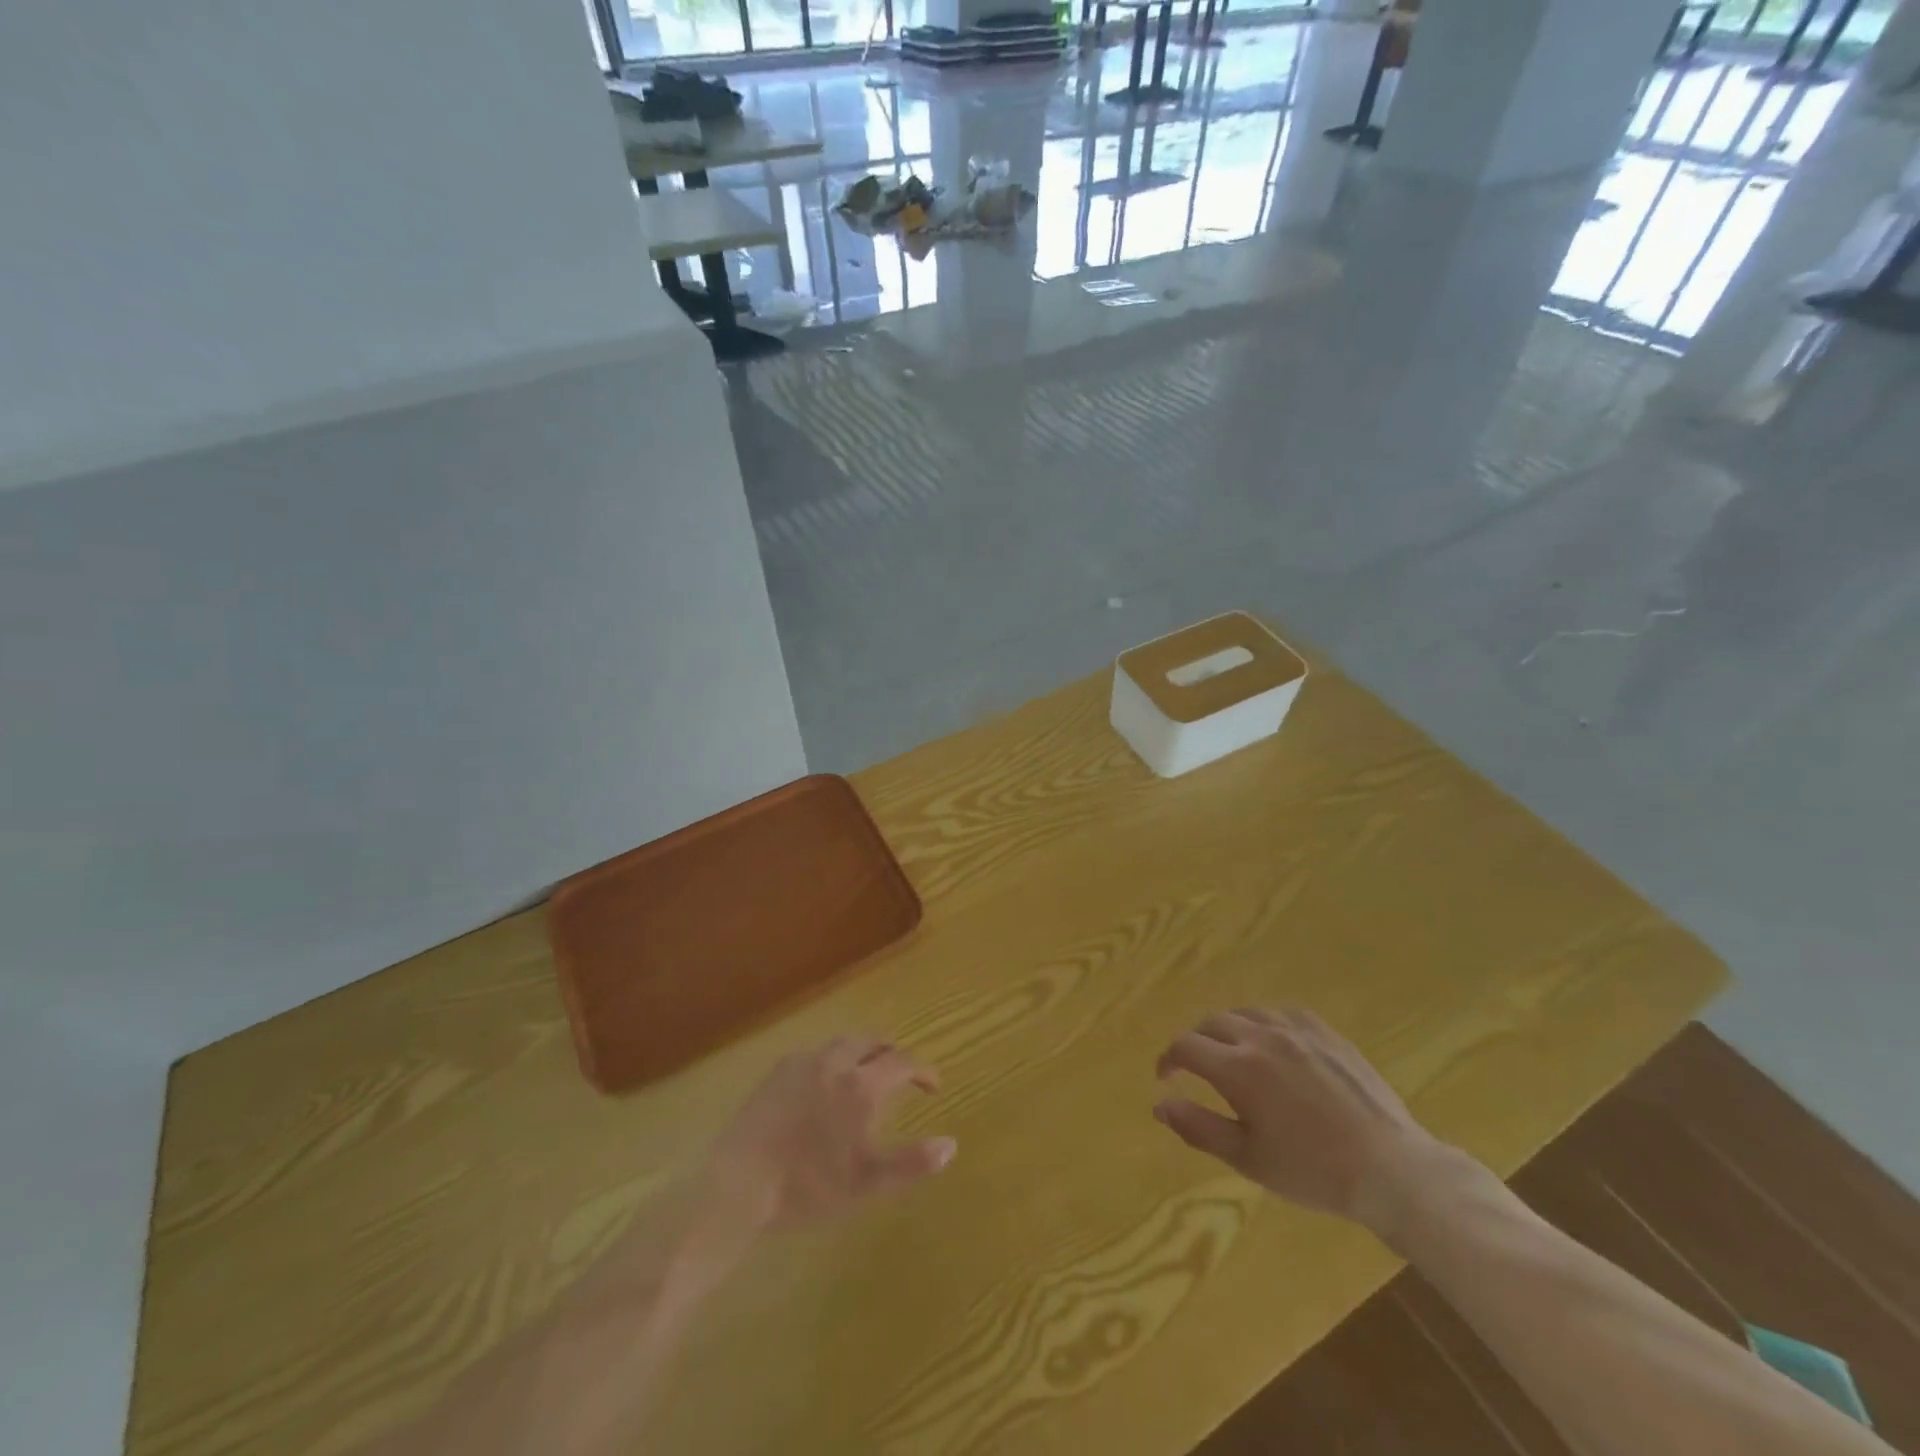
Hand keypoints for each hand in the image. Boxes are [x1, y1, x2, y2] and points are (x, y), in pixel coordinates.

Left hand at [705, 1036, 955, 1232]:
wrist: (738, 1182)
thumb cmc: (807, 1186)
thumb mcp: (866, 1183)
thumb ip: (911, 1163)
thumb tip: (951, 1145)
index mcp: (860, 1085)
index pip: (902, 1062)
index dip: (922, 1071)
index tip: (933, 1086)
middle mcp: (835, 1062)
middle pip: (870, 1041)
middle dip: (891, 1052)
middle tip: (901, 1070)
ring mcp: (802, 1063)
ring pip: (841, 1043)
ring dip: (862, 1051)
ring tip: (866, 1072)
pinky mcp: (777, 1072)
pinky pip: (815, 1054)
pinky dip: (833, 1060)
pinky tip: (825, 1084)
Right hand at [1153, 1006, 1449, 1233]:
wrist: (1391, 1170)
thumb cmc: (1313, 1171)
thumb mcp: (1248, 1159)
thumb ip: (1199, 1127)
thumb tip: (1160, 1106)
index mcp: (1238, 1068)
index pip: (1186, 1047)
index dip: (1169, 1060)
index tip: (1166, 1078)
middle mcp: (1262, 1037)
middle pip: (1212, 1023)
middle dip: (1197, 1043)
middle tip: (1197, 1069)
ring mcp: (1297, 1031)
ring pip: (1247, 1012)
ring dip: (1229, 1029)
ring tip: (1233, 1053)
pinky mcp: (1327, 1033)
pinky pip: (1284, 1012)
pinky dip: (1266, 1022)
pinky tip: (1274, 1043)